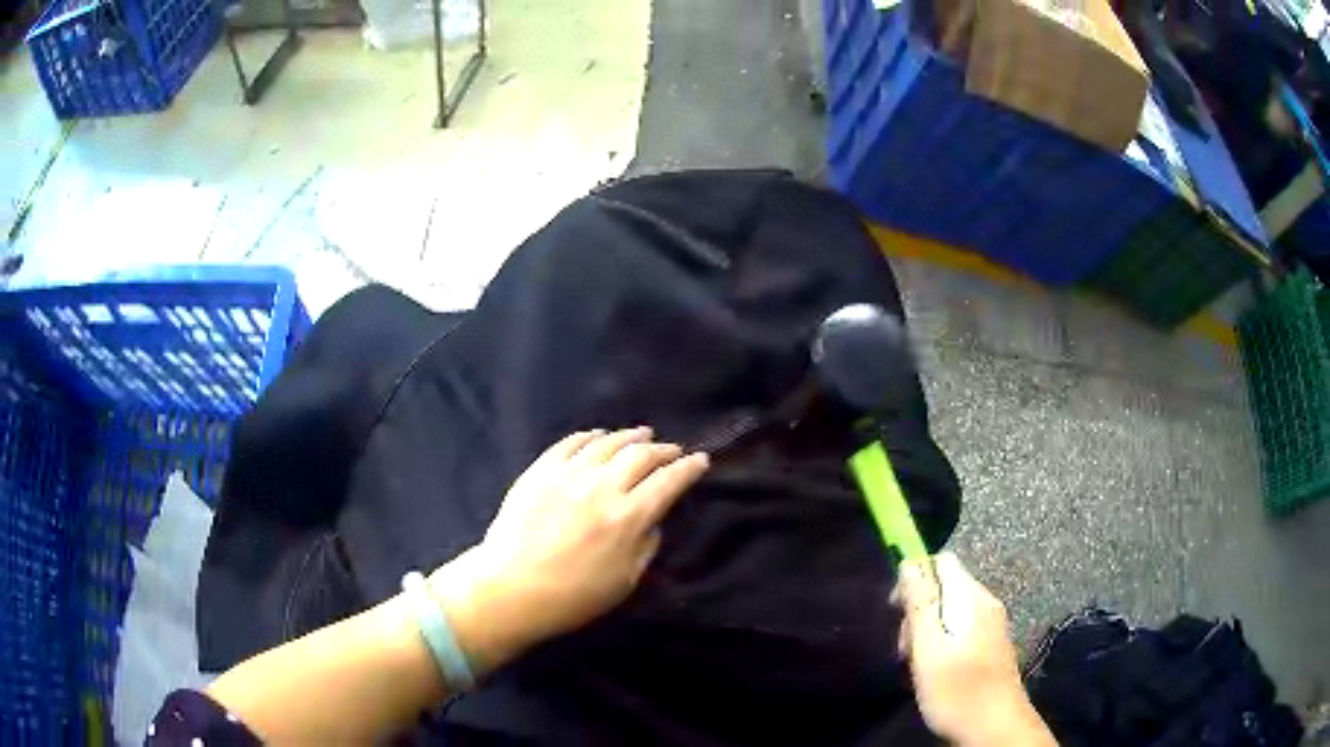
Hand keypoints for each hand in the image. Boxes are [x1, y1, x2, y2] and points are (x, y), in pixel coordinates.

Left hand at [431, 427, 709, 673]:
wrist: (511, 589)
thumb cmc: (572, 597)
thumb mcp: (624, 582)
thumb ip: (645, 547)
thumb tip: (652, 521)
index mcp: (628, 518)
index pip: (668, 481)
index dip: (689, 468)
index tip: (701, 461)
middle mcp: (602, 487)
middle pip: (641, 455)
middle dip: (663, 450)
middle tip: (672, 450)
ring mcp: (568, 475)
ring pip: (607, 443)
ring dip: (629, 436)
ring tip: (641, 434)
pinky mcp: (540, 471)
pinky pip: (570, 444)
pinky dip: (589, 436)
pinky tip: (597, 436)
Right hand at [894, 553, 1055, 745]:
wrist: (995, 728)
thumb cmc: (957, 690)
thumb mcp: (929, 649)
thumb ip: (920, 604)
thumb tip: (910, 562)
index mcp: (971, 598)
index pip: (942, 561)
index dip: (913, 577)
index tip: (895, 612)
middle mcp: (986, 603)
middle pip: (944, 588)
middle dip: (918, 613)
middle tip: (905, 651)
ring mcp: (991, 625)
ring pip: (949, 612)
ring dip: (927, 633)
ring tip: (918, 667)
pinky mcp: (991, 645)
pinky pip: (960, 630)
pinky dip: (942, 645)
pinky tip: (935, 673)